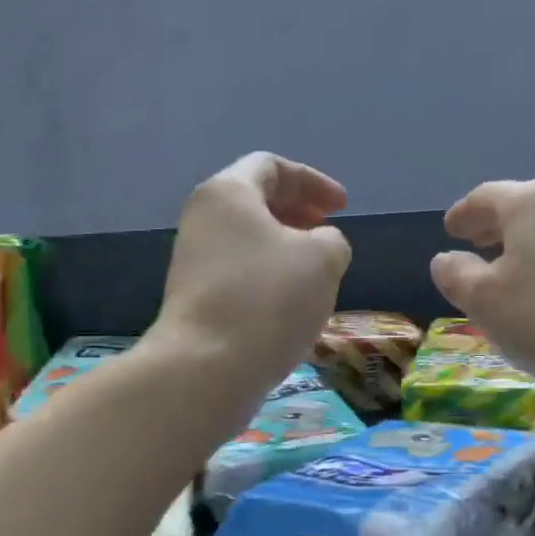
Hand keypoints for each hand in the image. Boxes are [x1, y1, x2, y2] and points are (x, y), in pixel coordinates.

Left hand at [149, 153, 351, 399]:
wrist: (206, 368)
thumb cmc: (268, 299)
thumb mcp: (323, 259)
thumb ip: (332, 240)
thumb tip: (319, 247)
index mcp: (228, 193)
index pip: (271, 167)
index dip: (313, 181)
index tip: (342, 207)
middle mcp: (202, 219)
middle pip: (254, 201)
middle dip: (297, 212)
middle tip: (328, 232)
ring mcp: (193, 260)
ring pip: (246, 240)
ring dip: (284, 247)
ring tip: (315, 272)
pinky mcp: (194, 298)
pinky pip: (238, 272)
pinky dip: (268, 275)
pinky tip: (290, 303)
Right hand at [431, 178, 534, 395]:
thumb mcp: (485, 300)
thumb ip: (456, 275)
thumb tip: (447, 260)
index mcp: (529, 202)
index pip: (485, 197)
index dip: (463, 214)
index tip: (450, 229)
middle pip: (522, 205)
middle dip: (495, 224)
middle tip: (475, 243)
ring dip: (525, 241)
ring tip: (510, 266)